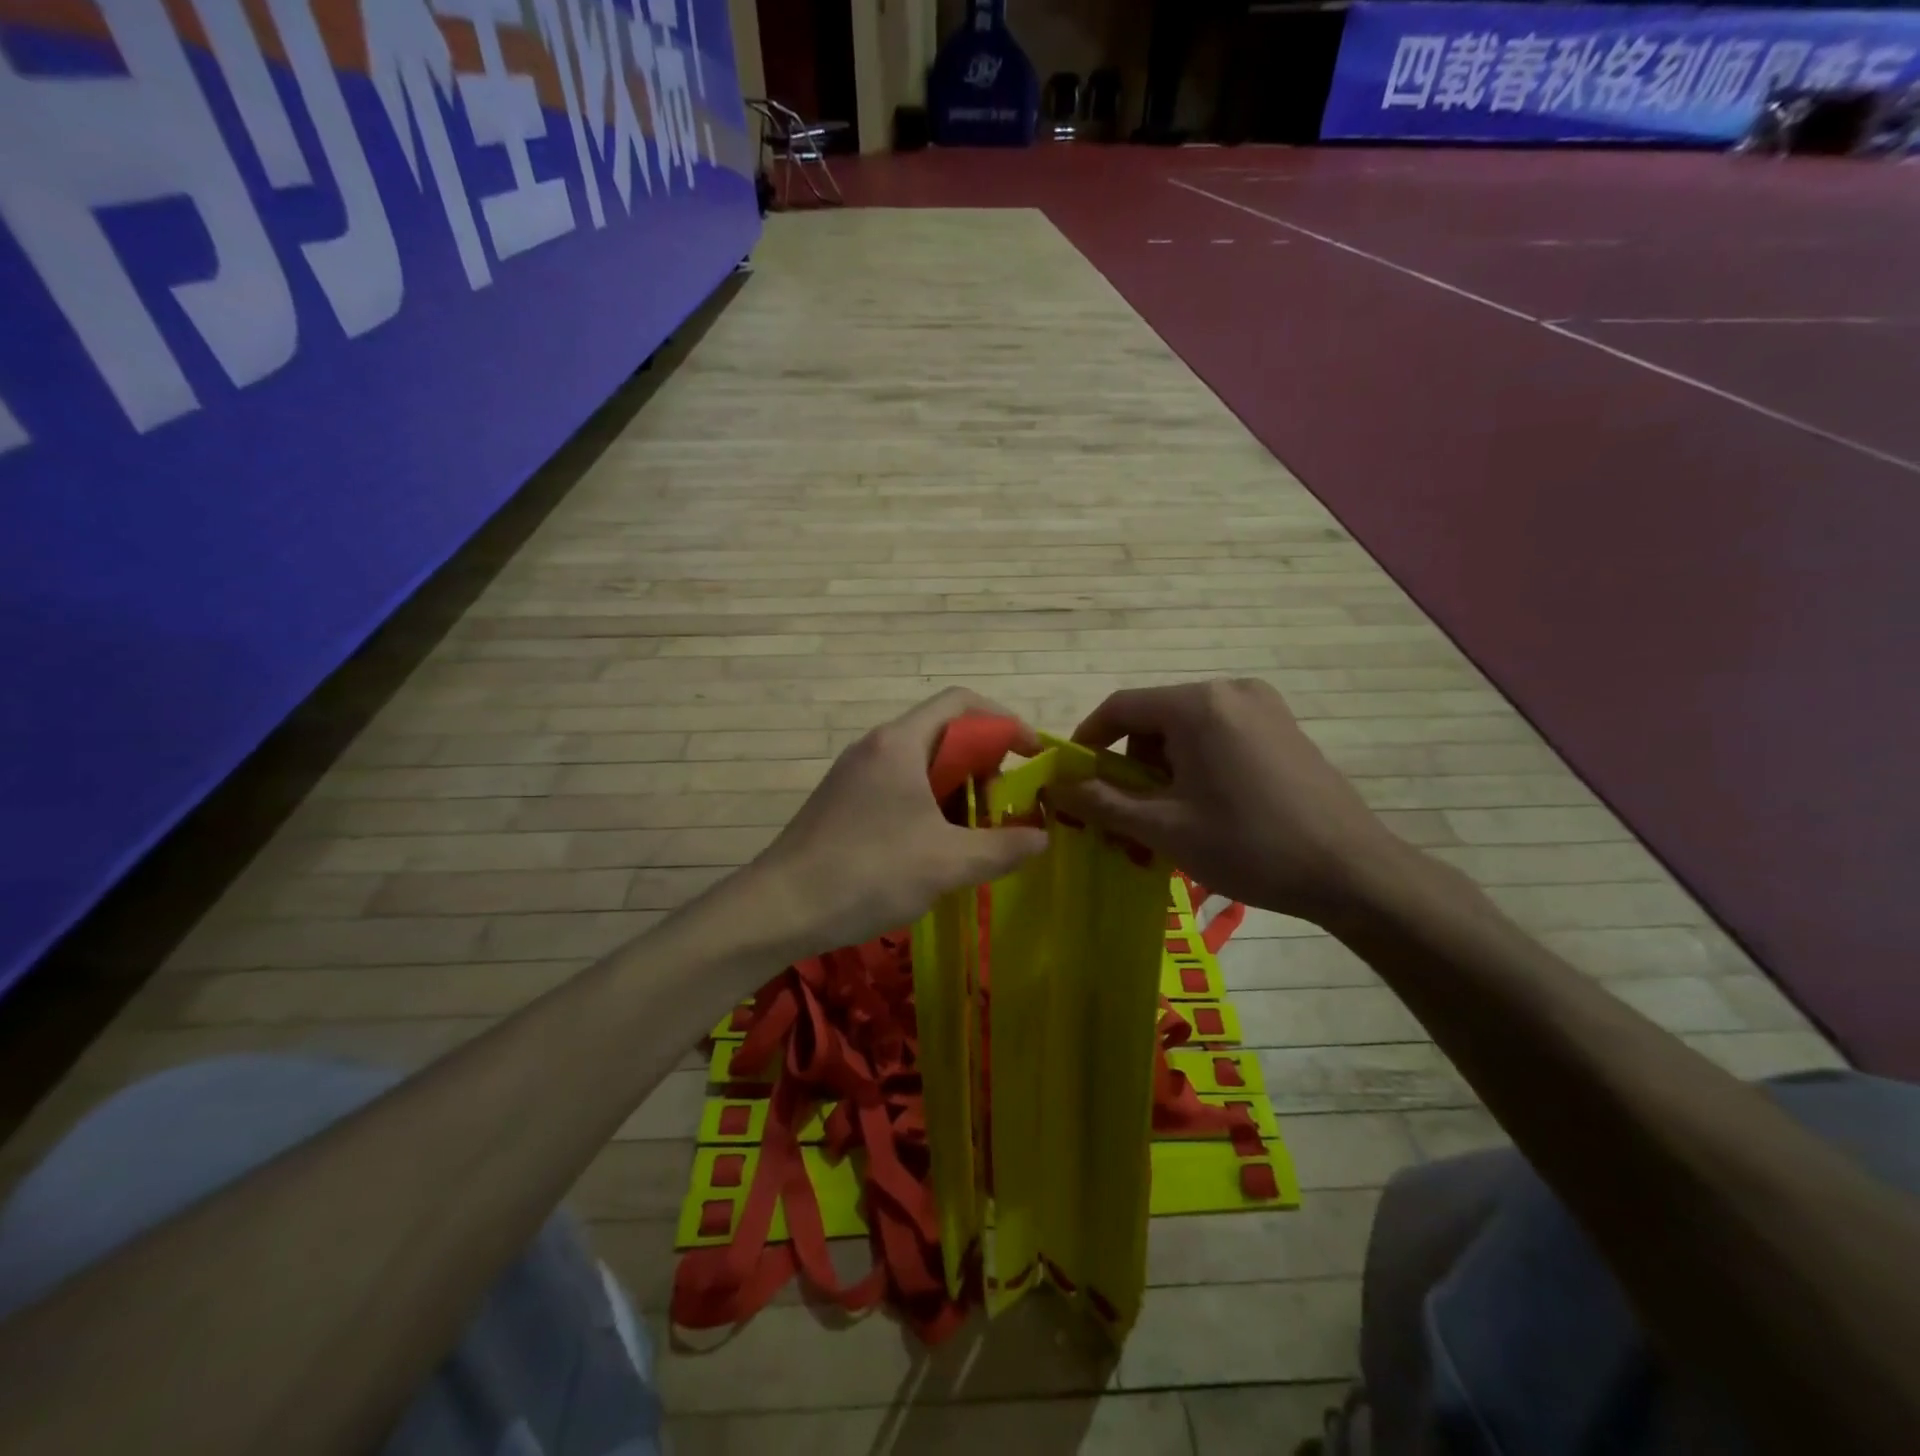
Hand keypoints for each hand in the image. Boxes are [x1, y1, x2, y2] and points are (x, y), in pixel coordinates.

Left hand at [747, 689, 1049, 957]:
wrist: (778, 909)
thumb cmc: (868, 873)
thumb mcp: (947, 863)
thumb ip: (1002, 847)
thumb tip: (1042, 836)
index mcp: (900, 743)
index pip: (961, 702)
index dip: (1004, 720)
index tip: (1032, 755)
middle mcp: (876, 746)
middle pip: (943, 733)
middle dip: (983, 764)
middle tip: (1003, 807)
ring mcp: (855, 774)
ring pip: (921, 765)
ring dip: (957, 791)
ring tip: (976, 833)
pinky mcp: (843, 802)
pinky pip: (899, 788)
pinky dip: (929, 806)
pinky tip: (936, 848)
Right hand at [1052, 678, 1408, 923]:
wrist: (1353, 872)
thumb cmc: (1249, 846)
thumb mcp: (1164, 828)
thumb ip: (1102, 802)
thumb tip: (1055, 788)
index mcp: (1197, 705)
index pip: (1120, 707)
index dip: (1087, 741)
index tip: (1072, 779)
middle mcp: (1229, 690)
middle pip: (1154, 718)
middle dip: (1130, 765)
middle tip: (1126, 815)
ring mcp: (1262, 706)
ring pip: (1186, 729)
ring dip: (1163, 769)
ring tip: (1168, 819)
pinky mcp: (1283, 727)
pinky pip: (1219, 735)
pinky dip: (1196, 765)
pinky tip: (1206, 807)